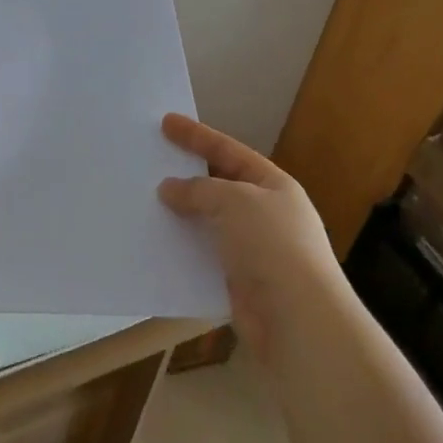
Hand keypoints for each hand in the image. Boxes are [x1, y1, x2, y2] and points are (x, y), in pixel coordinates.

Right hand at [158, 113, 349, 364]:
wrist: (297, 319)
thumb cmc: (271, 245)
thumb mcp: (234, 201)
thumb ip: (199, 190)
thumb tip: (170, 189)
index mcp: (273, 185)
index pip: (229, 151)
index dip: (197, 136)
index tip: (166, 122)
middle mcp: (266, 214)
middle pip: (219, 186)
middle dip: (187, 176)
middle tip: (151, 164)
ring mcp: (254, 250)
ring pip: (209, 223)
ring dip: (182, 216)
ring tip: (145, 204)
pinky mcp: (240, 282)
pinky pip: (205, 257)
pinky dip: (183, 249)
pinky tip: (157, 244)